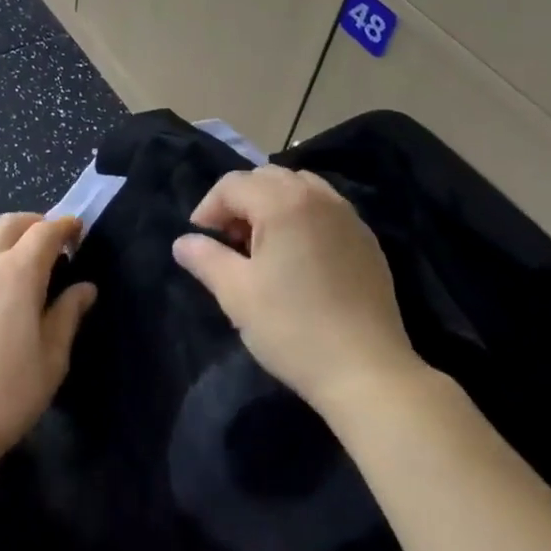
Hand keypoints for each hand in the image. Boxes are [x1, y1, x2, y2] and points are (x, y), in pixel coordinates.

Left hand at [0, 213, 96, 475]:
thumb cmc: (6, 394)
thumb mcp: (52, 359)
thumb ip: (68, 315)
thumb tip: (85, 288)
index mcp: (18, 272)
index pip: (45, 232)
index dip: (65, 226)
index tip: (77, 231)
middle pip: (10, 223)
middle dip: (35, 223)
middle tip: (51, 240)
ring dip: (3, 232)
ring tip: (15, 252)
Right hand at [172, 167, 425, 417]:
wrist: (367, 372)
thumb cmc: (293, 328)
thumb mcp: (237, 294)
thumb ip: (206, 258)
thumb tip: (183, 242)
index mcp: (283, 203)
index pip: (233, 184)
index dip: (209, 208)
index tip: (201, 240)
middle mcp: (318, 197)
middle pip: (267, 178)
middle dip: (241, 202)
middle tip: (230, 242)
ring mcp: (348, 216)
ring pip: (299, 188)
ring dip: (273, 205)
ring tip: (264, 247)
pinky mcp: (366, 240)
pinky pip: (325, 209)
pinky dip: (303, 217)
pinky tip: (299, 258)